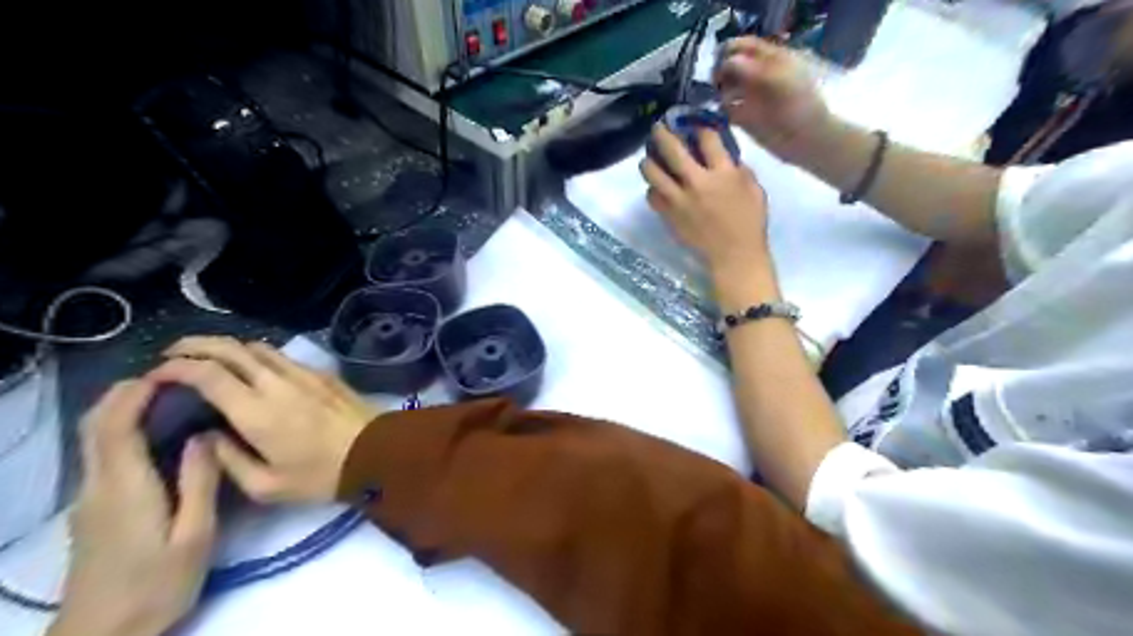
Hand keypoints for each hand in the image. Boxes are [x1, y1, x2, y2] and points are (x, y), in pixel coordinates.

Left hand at [50, 381, 217, 632]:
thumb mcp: (195, 534)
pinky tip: (158, 434)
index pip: (115, 426)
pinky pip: (102, 454)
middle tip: (175, 378)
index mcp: (125, 487)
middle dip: (126, 392)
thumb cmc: (159, 584)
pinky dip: (123, 429)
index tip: (172, 371)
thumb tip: (204, 435)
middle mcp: (98, 485)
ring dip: (123, 409)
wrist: (106, 634)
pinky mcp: (94, 508)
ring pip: (94, 438)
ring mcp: (90, 497)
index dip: (136, 392)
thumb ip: (200, 481)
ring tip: (172, 398)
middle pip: (94, 425)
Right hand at [145, 337, 376, 506]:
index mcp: (256, 411)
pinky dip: (257, 355)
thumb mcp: (266, 485)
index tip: (156, 375)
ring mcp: (303, 373)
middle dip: (194, 345)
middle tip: (172, 356)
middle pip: (230, 347)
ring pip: (257, 346)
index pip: (207, 373)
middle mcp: (277, 382)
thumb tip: (206, 434)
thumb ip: (227, 459)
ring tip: (210, 361)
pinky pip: (282, 355)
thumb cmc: (321, 475)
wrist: (377, 452)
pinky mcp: (322, 373)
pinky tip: (253, 371)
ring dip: (228, 348)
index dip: (175, 368)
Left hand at [641, 123, 775, 272]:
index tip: (693, 122)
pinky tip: (657, 186)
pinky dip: (652, 189)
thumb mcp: (754, 188)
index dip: (698, 124)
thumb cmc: (749, 221)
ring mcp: (679, 200)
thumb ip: (737, 168)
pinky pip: (652, 196)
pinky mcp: (669, 216)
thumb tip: (723, 155)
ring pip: (652, 172)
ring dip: (649, 160)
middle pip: (671, 149)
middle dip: (662, 133)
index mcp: (722, 173)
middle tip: (658, 128)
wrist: (734, 254)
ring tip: (649, 157)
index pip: (706, 137)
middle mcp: (696, 182)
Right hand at [716, 36, 828, 162]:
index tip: (717, 60)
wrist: (806, 141)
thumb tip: (726, 60)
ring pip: (726, 87)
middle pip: (730, 65)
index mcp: (770, 60)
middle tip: (715, 82)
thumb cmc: (799, 107)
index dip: (729, 49)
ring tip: (720, 98)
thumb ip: (753, 69)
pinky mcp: (743, 117)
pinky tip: (724, 112)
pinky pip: (726, 108)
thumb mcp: (778, 81)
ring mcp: (749, 97)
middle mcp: (757, 75)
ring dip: (719, 90)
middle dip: (720, 71)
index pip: (744, 46)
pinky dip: (722, 108)